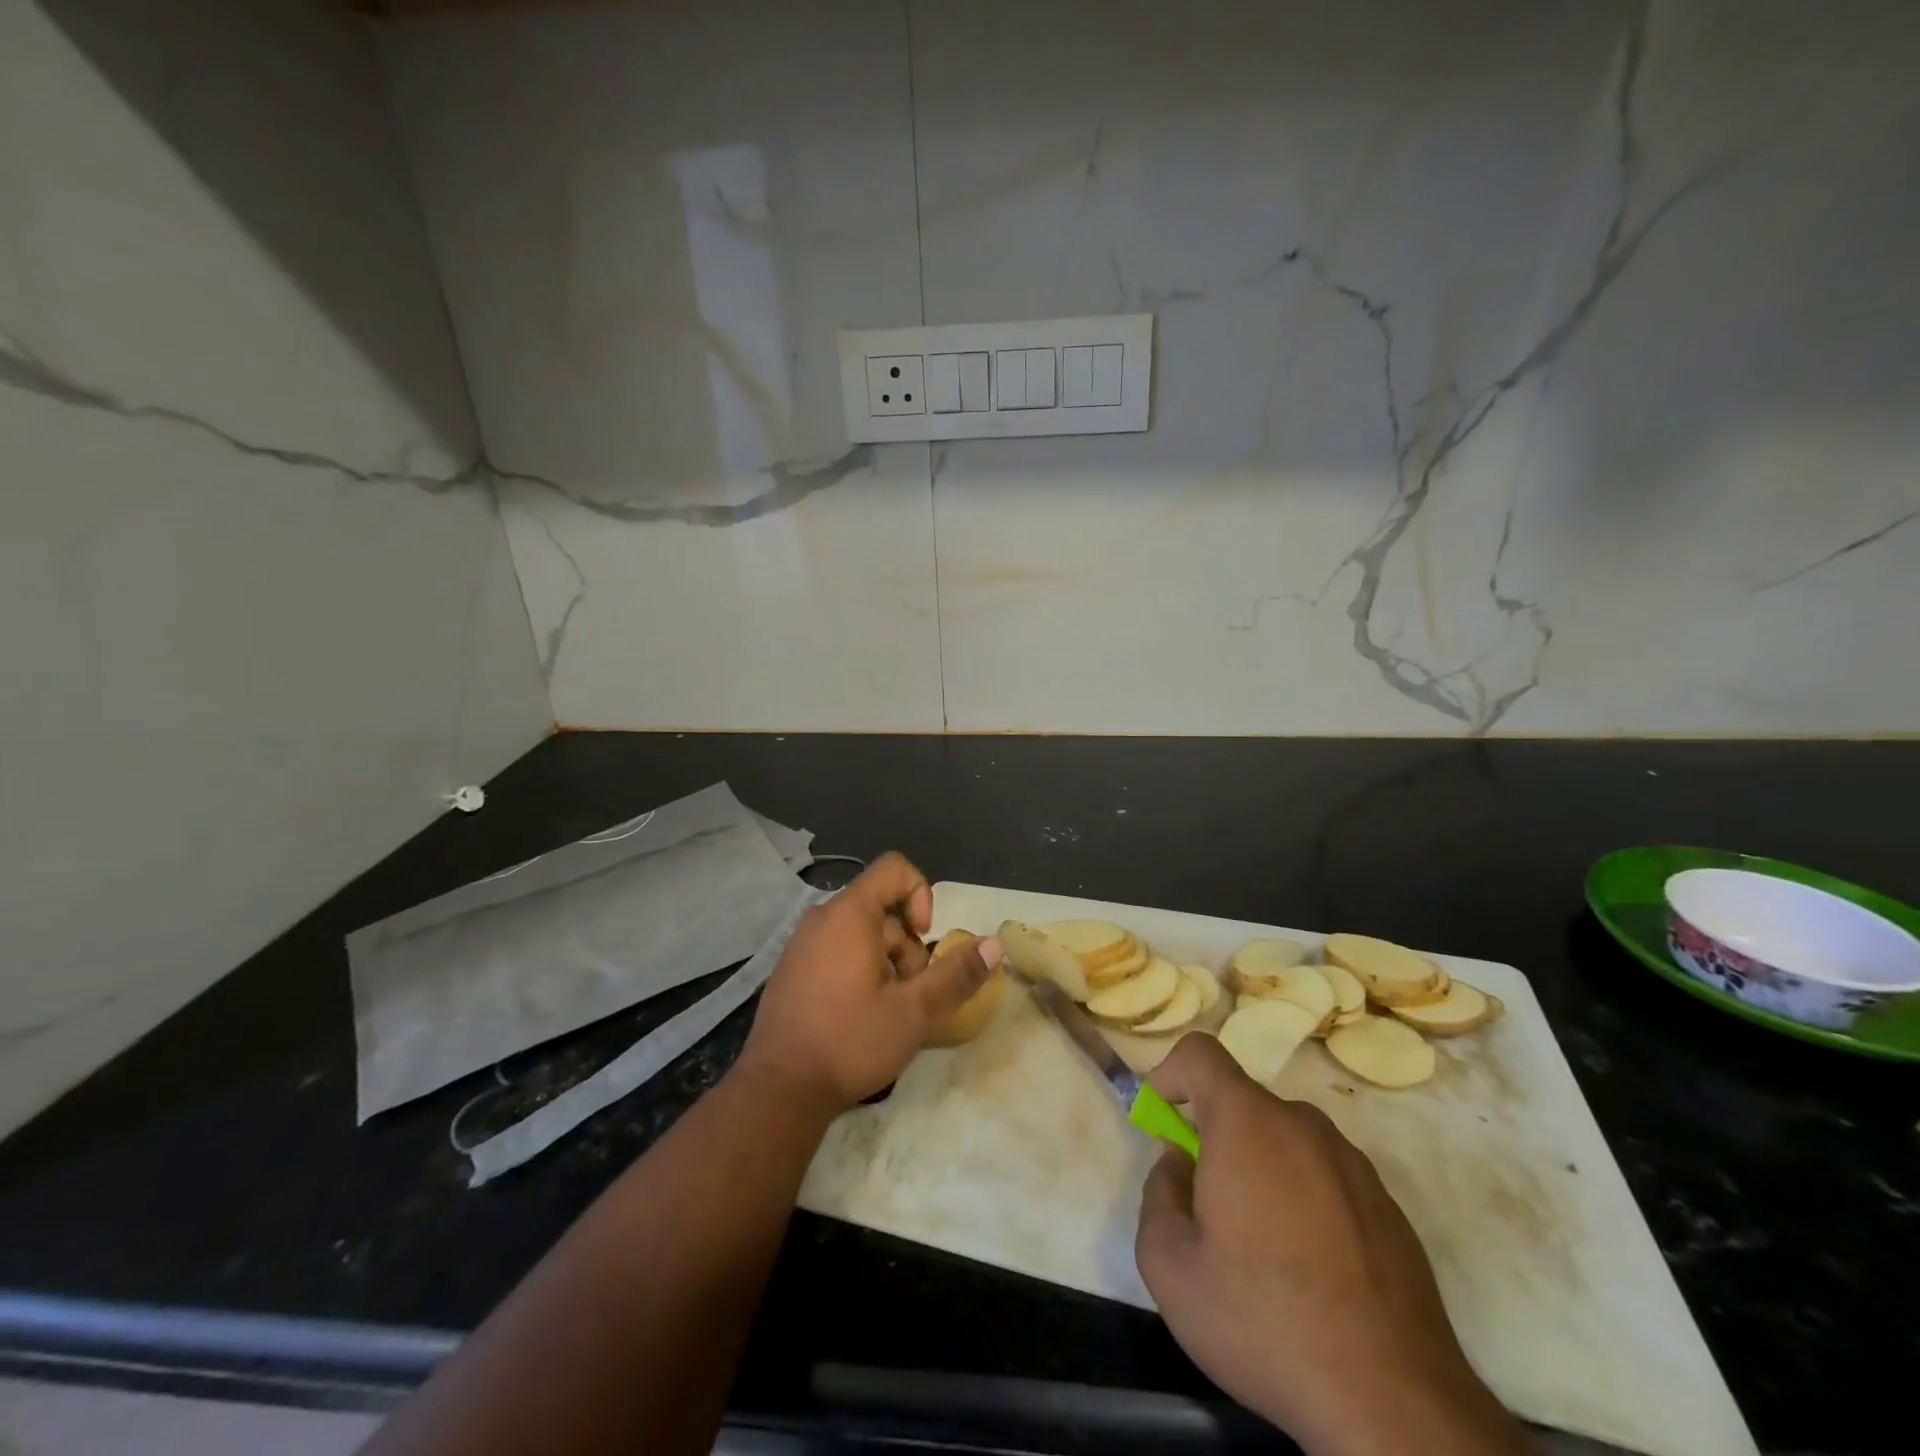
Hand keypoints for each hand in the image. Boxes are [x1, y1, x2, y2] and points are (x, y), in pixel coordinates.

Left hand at [738, 853, 1000, 1115]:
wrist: (779, 1090)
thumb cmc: (849, 1042)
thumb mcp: (915, 1012)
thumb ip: (956, 975)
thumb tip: (994, 944)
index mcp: (849, 914)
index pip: (895, 869)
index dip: (921, 895)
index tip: (925, 940)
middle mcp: (822, 918)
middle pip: (884, 911)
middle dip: (907, 949)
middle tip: (906, 997)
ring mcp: (802, 944)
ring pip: (864, 936)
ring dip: (886, 966)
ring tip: (884, 1013)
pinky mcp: (794, 970)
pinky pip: (839, 952)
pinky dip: (860, 973)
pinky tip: (858, 1018)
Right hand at [1135, 1035, 1529, 1455]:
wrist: (1393, 1406)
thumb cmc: (1265, 1322)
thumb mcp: (1170, 1267)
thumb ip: (1157, 1195)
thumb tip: (1178, 1167)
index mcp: (1246, 1122)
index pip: (1200, 1054)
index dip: (1169, 1073)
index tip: (1160, 1120)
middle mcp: (1302, 1125)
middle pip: (1242, 1103)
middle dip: (1213, 1136)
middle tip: (1205, 1204)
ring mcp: (1353, 1163)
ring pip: (1285, 1140)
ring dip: (1259, 1168)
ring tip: (1258, 1246)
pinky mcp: (1388, 1206)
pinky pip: (1325, 1177)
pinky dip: (1303, 1198)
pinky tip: (1308, 1270)